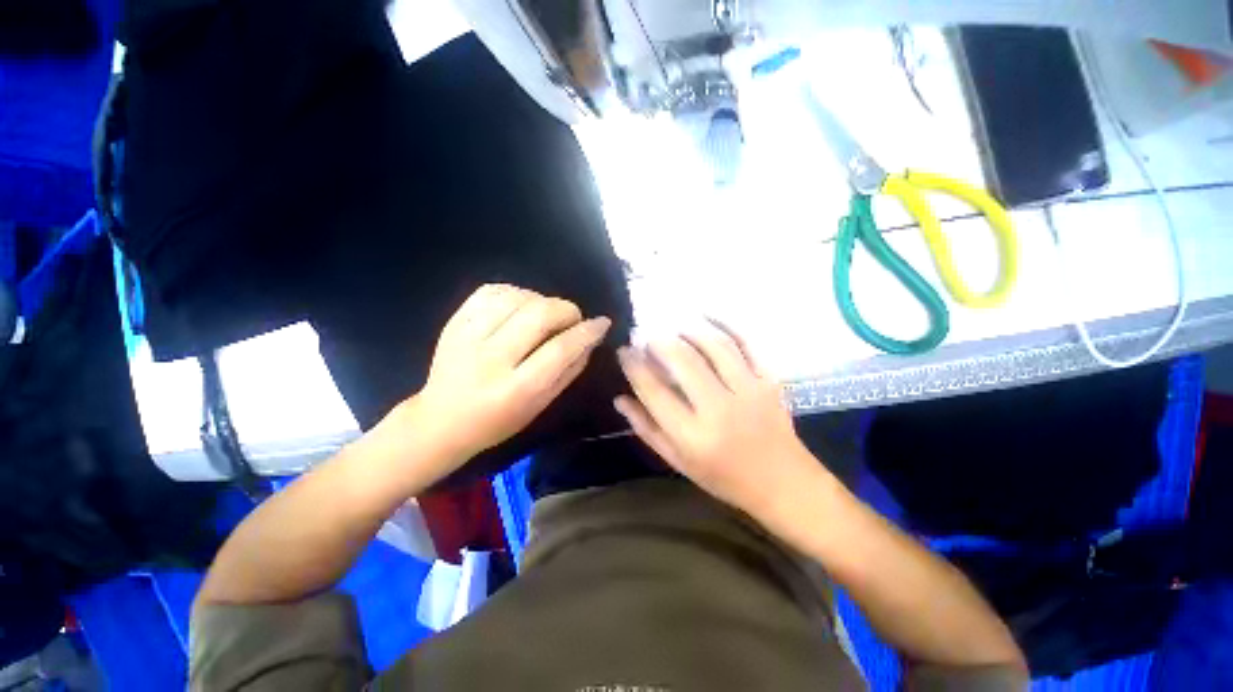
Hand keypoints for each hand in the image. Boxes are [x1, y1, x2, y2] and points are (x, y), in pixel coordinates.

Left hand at [405, 284, 610, 462]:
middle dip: (566, 310)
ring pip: (517, 297)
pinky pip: (491, 291)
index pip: (560, 349)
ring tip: (546, 314)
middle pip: (539, 315)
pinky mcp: (454, 322)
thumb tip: (590, 339)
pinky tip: (521, 305)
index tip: (601, 323)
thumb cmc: (499, 421)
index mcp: (517, 389)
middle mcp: (491, 359)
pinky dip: (515, 292)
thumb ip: (569, 371)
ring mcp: (468, 337)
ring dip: (542, 300)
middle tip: (572, 319)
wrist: (441, 421)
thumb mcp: (541, 405)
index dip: (587, 332)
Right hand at [614, 322, 822, 517]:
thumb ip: (647, 429)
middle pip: (683, 361)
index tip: (624, 351)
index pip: (654, 391)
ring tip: (673, 329)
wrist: (783, 483)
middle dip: (659, 343)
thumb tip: (620, 398)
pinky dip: (725, 325)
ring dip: (689, 332)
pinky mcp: (769, 381)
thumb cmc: (723, 477)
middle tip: (646, 337)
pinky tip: (707, 317)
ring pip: (714, 347)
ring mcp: (748, 391)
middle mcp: (719, 409)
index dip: (634, 366)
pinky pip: (746, 344)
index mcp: (692, 435)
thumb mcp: (678, 462)